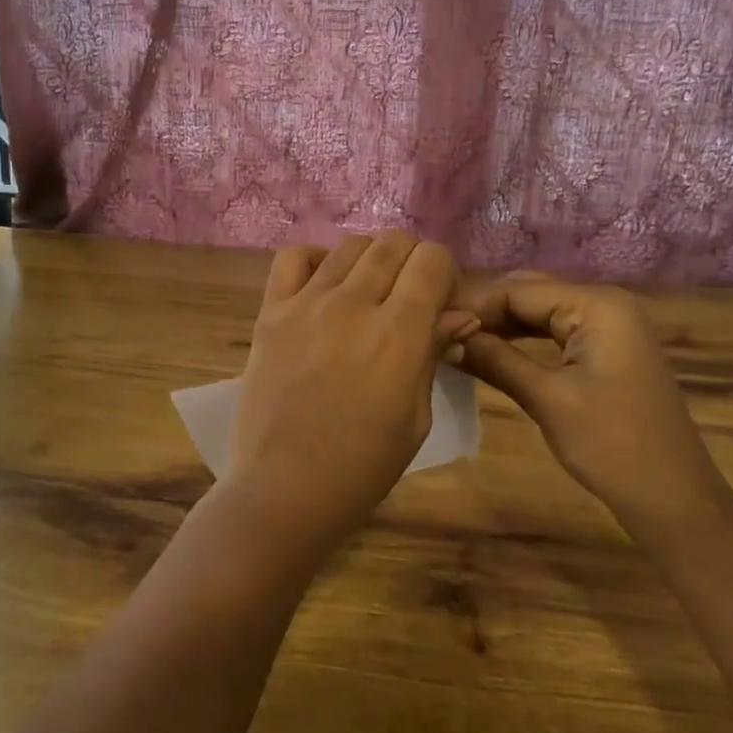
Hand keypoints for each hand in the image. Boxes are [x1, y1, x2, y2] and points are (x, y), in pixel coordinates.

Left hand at [225, 231, 471, 558]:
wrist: (284, 488)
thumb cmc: (362, 466)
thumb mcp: (415, 417)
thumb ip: (433, 354)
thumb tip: (461, 315)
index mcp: (399, 333)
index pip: (432, 260)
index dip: (444, 273)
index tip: (441, 300)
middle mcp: (354, 304)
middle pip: (393, 243)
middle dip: (412, 261)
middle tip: (408, 297)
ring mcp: (307, 303)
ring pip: (350, 245)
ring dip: (370, 259)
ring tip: (368, 292)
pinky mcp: (271, 311)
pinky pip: (292, 257)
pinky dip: (315, 259)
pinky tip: (323, 284)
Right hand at [458, 274, 728, 539]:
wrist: (675, 500)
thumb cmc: (612, 445)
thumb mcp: (547, 399)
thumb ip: (495, 360)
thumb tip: (447, 337)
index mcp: (596, 304)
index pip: (518, 290)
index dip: (474, 307)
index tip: (432, 327)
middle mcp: (605, 302)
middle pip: (530, 293)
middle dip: (486, 312)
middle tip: (441, 335)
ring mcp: (611, 325)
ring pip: (541, 312)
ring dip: (502, 326)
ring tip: (458, 343)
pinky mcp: (610, 349)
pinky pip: (557, 331)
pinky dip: (525, 340)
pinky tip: (493, 353)